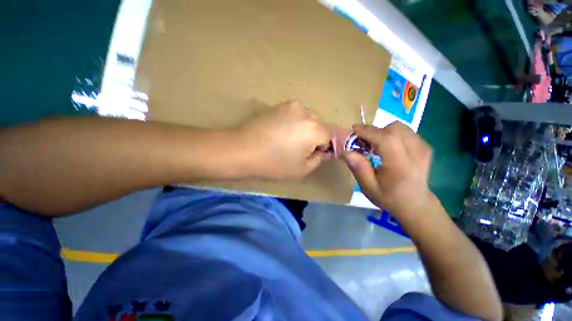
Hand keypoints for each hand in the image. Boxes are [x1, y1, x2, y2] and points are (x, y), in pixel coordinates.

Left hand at [238, 100, 331, 179]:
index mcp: (314, 128)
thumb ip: (318, 159)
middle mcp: (305, 111)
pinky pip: (294, 115)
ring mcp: (290, 105)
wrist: (243, 150)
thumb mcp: (302, 169)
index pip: (329, 136)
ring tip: (287, 140)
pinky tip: (279, 133)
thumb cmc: (274, 163)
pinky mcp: (278, 105)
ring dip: (303, 129)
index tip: (310, 155)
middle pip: (318, 125)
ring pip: (306, 119)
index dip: (322, 147)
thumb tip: (322, 151)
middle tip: (298, 149)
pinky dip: (292, 123)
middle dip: (313, 137)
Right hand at [343, 122, 431, 214]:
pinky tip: (387, 147)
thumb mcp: (368, 187)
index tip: (354, 130)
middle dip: (374, 131)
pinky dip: (392, 134)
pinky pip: (405, 131)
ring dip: (383, 132)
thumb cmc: (390, 198)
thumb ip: (358, 168)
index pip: (385, 139)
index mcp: (400, 165)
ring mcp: (423, 148)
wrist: (416, 204)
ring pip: (400, 127)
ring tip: (375, 144)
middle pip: (393, 129)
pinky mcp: (425, 146)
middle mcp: (415, 153)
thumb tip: (347, 151)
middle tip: (363, 141)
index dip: (368, 131)